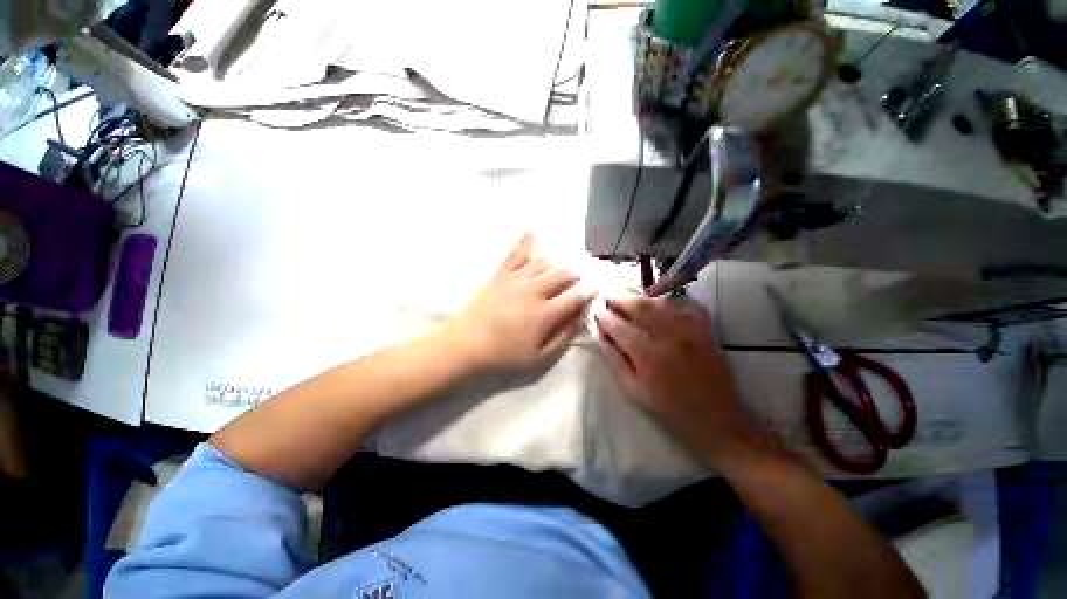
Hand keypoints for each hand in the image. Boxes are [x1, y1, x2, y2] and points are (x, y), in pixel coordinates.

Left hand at [445, 234, 591, 371]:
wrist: (465, 343)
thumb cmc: (503, 355)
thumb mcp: (538, 357)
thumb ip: (562, 338)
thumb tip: (578, 320)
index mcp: (545, 313)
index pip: (574, 297)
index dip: (587, 292)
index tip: (595, 287)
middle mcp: (534, 291)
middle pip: (561, 275)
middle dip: (574, 274)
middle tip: (579, 275)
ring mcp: (516, 279)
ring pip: (543, 263)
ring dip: (556, 263)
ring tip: (562, 265)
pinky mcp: (501, 274)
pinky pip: (515, 254)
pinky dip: (525, 241)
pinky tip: (532, 230)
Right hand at [595, 293, 754, 468]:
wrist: (717, 420)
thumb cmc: (668, 409)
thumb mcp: (633, 390)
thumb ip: (613, 360)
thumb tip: (598, 336)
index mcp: (647, 355)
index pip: (618, 326)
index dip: (604, 316)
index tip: (595, 310)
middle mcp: (668, 336)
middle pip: (639, 306)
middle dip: (619, 297)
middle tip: (607, 294)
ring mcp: (690, 330)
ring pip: (660, 302)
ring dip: (640, 296)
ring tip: (627, 296)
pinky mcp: (706, 329)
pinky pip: (686, 304)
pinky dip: (670, 300)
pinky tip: (659, 303)